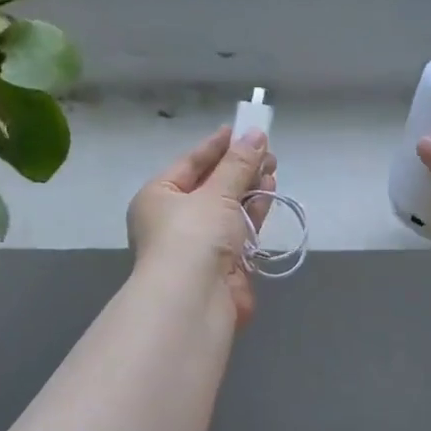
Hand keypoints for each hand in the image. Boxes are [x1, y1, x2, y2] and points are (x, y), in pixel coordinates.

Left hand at [128, 126, 275, 327]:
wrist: (194, 301)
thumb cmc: (192, 236)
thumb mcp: (215, 193)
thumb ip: (238, 164)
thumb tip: (256, 135)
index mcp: (158, 197)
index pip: (189, 163)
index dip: (216, 146)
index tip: (241, 129)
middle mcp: (175, 219)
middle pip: (210, 185)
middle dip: (238, 167)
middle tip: (266, 149)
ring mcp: (200, 243)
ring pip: (228, 207)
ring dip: (249, 187)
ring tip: (273, 166)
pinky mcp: (223, 262)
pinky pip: (240, 229)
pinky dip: (254, 211)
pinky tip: (270, 192)